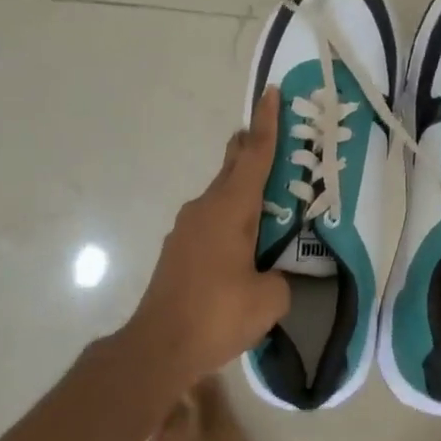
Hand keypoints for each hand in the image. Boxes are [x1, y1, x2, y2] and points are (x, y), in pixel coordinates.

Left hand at [127, 88, 291, 389]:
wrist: (157, 348)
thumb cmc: (217, 315)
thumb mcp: (269, 300)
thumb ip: (282, 279)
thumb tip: (276, 277)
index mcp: (231, 209)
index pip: (254, 155)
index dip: (267, 123)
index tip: (270, 92)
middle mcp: (205, 208)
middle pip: (233, 165)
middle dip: (252, 147)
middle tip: (275, 136)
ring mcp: (186, 228)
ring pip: (221, 194)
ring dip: (243, 189)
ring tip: (269, 201)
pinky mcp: (178, 250)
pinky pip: (211, 219)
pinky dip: (231, 217)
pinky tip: (243, 244)